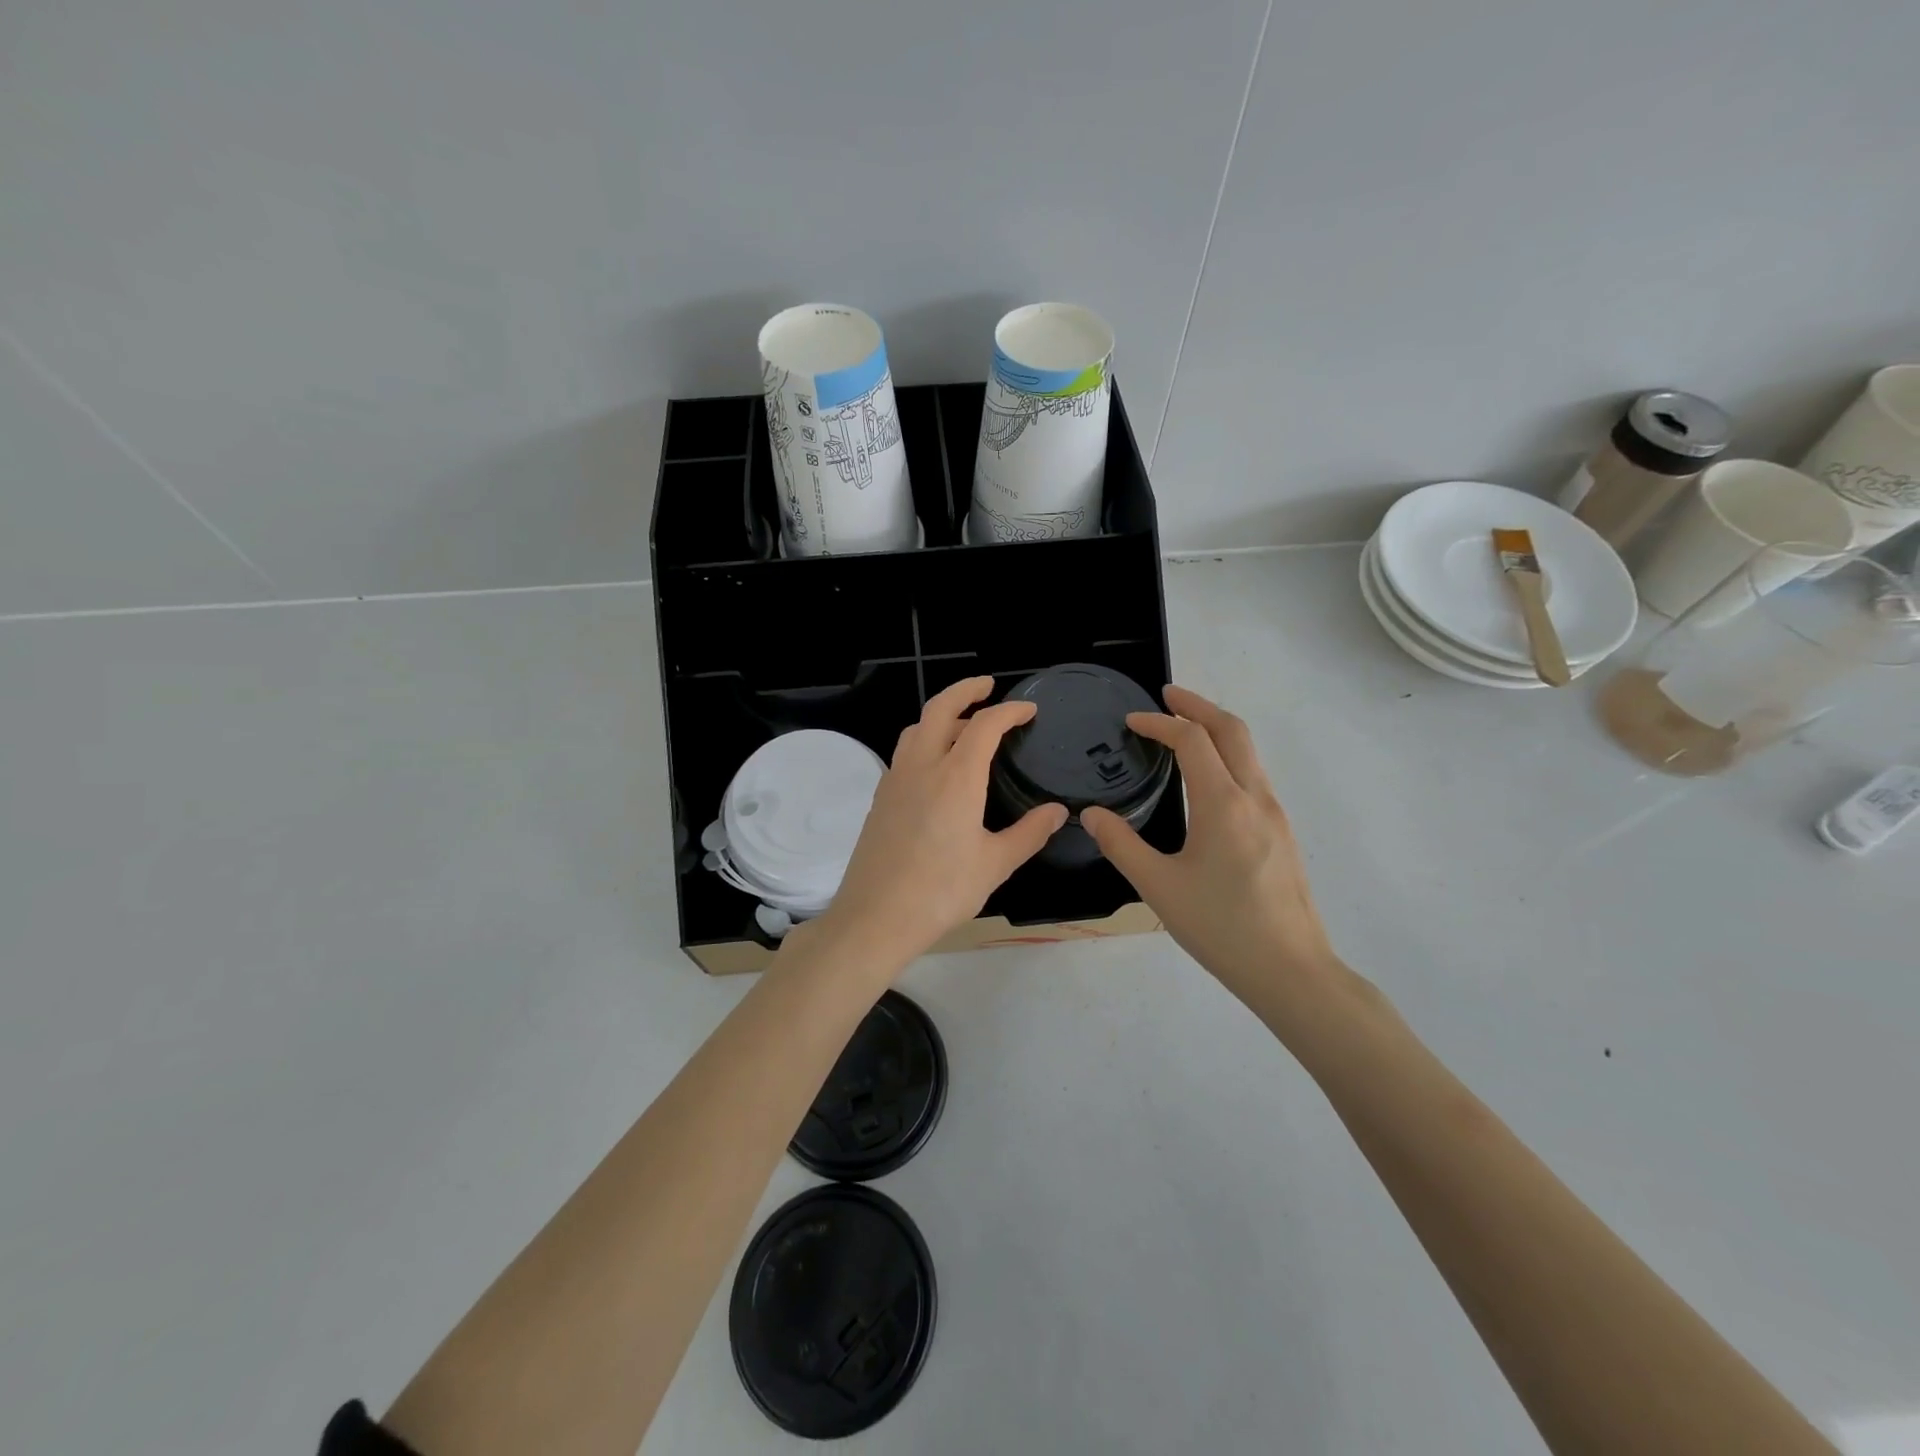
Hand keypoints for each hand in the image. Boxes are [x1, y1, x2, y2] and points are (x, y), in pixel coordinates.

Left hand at [813, 676, 1067, 969]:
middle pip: (940, 709)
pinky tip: (937, 768)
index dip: (1009, 711)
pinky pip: (904, 753)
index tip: (1028, 710)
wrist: (875, 917)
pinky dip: (925, 741)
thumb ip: (1029, 833)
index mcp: (956, 777)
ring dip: (941, 716)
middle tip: (987, 687)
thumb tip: (1058, 812)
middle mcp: (922, 767)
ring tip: (964, 726)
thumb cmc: (941, 891)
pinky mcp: (880, 799)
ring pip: (916, 729)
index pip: (985, 725)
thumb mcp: (995, 864)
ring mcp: (895, 780)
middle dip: (965, 691)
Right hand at [1083, 686, 1337, 1006]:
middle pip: (1232, 730)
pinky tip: (1208, 779)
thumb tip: (1092, 815)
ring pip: (1248, 751)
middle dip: (1198, 706)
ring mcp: (1275, 814)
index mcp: (1223, 804)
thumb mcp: (1158, 887)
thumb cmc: (1220, 927)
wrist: (1292, 970)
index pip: (1192, 740)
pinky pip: (1254, 775)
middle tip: (1167, 696)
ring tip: (1184, 729)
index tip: (1131, 722)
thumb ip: (1121, 845)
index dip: (1159, 723)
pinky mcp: (1282, 833)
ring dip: (1217, 729)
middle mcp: (1255, 797)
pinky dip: (1228, 756)